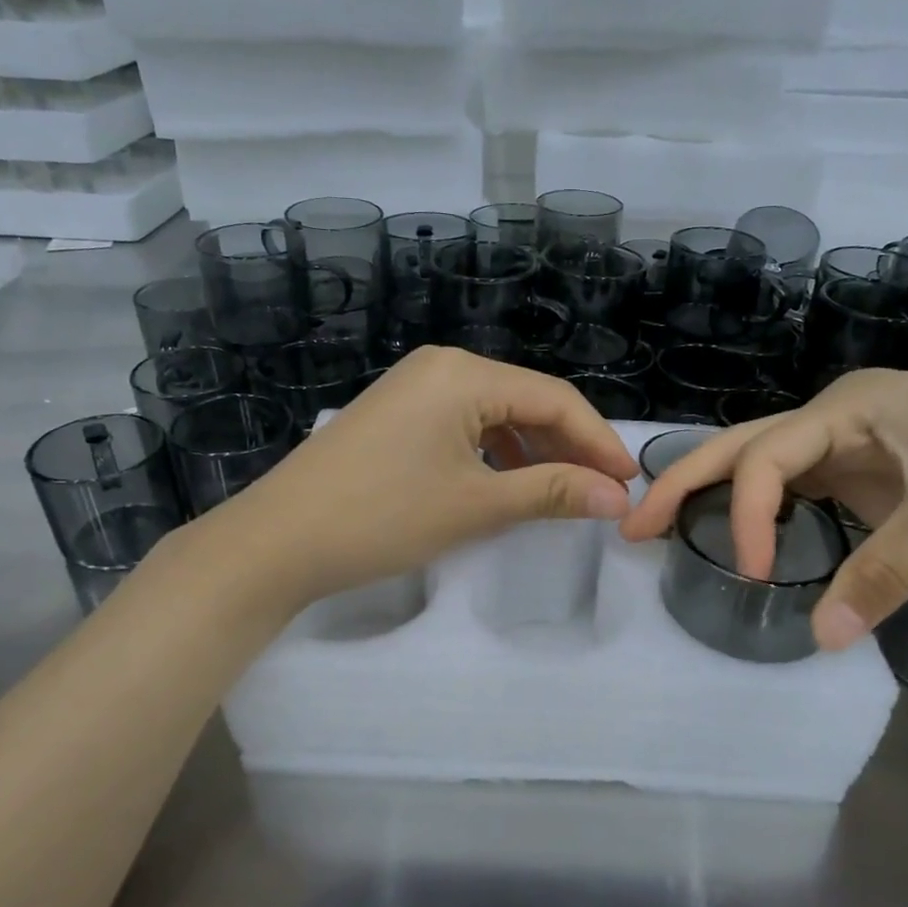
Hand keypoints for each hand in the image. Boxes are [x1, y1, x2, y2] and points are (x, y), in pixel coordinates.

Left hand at [220, 347, 638, 606]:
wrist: (279, 540)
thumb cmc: (384, 516)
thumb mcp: (477, 504)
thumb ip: (552, 492)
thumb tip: (617, 497)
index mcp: (464, 373)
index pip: (555, 399)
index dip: (598, 441)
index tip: (629, 482)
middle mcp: (442, 366)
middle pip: (526, 401)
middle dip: (568, 446)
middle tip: (601, 492)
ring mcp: (414, 388)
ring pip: (495, 414)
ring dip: (532, 451)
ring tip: (560, 492)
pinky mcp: (396, 414)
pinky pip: (463, 424)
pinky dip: (494, 453)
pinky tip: (506, 483)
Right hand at [621, 368, 907, 651]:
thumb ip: (882, 573)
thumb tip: (818, 638)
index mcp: (849, 405)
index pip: (767, 458)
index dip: (743, 514)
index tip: (749, 574)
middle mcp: (844, 416)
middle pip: (746, 446)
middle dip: (686, 481)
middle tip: (633, 521)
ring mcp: (862, 443)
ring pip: (773, 466)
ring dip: (724, 495)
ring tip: (674, 525)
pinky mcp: (883, 472)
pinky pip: (811, 490)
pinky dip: (774, 513)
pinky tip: (755, 537)